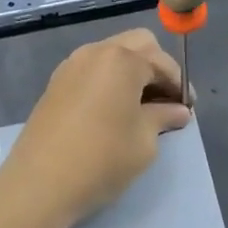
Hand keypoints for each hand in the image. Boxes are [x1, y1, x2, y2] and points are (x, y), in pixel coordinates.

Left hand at [0, 29, 191, 227]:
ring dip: (132, 71)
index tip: (188, 109)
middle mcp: (96, 51)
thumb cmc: (101, 159)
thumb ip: (163, 117)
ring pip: (112, 54)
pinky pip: (92, 69)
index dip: (179, 85)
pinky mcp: (56, 82)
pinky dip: (109, 79)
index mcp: (122, 59)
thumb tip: (179, 111)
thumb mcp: (144, 141)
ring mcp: (71, 65)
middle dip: (156, 66)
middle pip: (138, 44)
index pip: (162, 62)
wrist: (39, 183)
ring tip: (141, 106)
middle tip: (166, 101)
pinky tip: (113, 109)